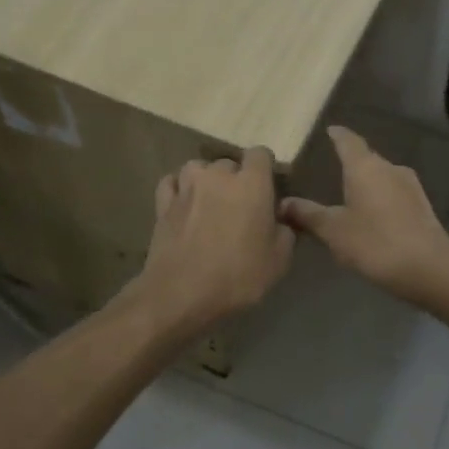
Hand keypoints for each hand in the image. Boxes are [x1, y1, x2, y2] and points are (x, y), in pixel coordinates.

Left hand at [129, 148, 294, 336]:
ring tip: (210, 204)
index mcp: (252, 183)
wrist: (181, 294)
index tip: (267, 190)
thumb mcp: (279, 260)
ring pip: (198, 169)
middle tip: (240, 208)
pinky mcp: (162, 203)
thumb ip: (286, 231)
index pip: (261, 154)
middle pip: (229, 164)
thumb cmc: (238, 276)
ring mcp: (186, 186)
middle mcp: (218, 175)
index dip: (265, 169)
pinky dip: (179, 189)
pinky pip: (172, 183)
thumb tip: (280, 219)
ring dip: (206, 181)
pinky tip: (184, 204)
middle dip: (236, 180)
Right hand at [279, 127, 448, 310]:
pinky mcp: (422, 207)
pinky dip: (379, 200)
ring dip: (366, 184)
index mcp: (365, 166)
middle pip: (366, 159)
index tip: (329, 130)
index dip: (337, 135)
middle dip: (349, 163)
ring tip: (348, 197)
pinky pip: (394, 195)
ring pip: (381, 178)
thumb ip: (307, 214)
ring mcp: (410, 187)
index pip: (348, 141)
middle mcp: (390, 168)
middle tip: (330, 169)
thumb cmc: (375, 242)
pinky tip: (371, 218)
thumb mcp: (333, 230)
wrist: (430, 269)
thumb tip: (282, 203)